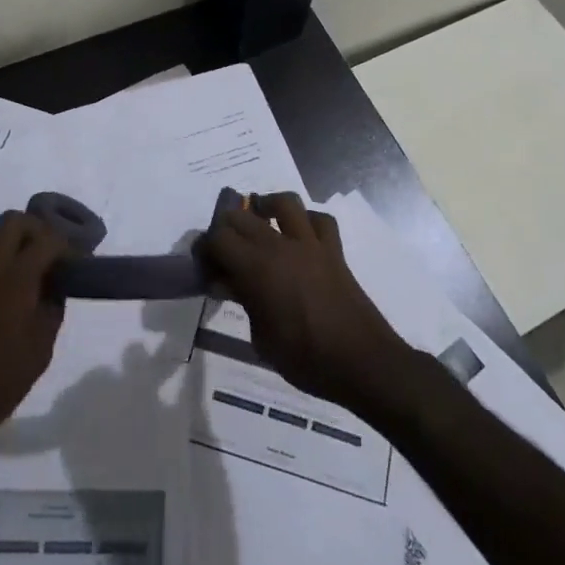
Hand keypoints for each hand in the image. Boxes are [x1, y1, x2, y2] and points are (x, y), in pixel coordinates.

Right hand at [200, 192, 410, 410]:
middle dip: (227, 228)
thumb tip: (225, 282)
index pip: (219, 239)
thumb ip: (243, 301)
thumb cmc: (305, 358)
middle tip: (223, 250)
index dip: (205, 248)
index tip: (202, 263)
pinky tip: (299, 236)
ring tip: (259, 221)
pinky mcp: (334, 250)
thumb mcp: (261, 338)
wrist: (361, 361)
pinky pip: (320, 220)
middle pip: (244, 216)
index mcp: (257, 269)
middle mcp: (281, 246)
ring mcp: (311, 244)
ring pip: (285, 203)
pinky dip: (306, 221)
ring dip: (267, 207)